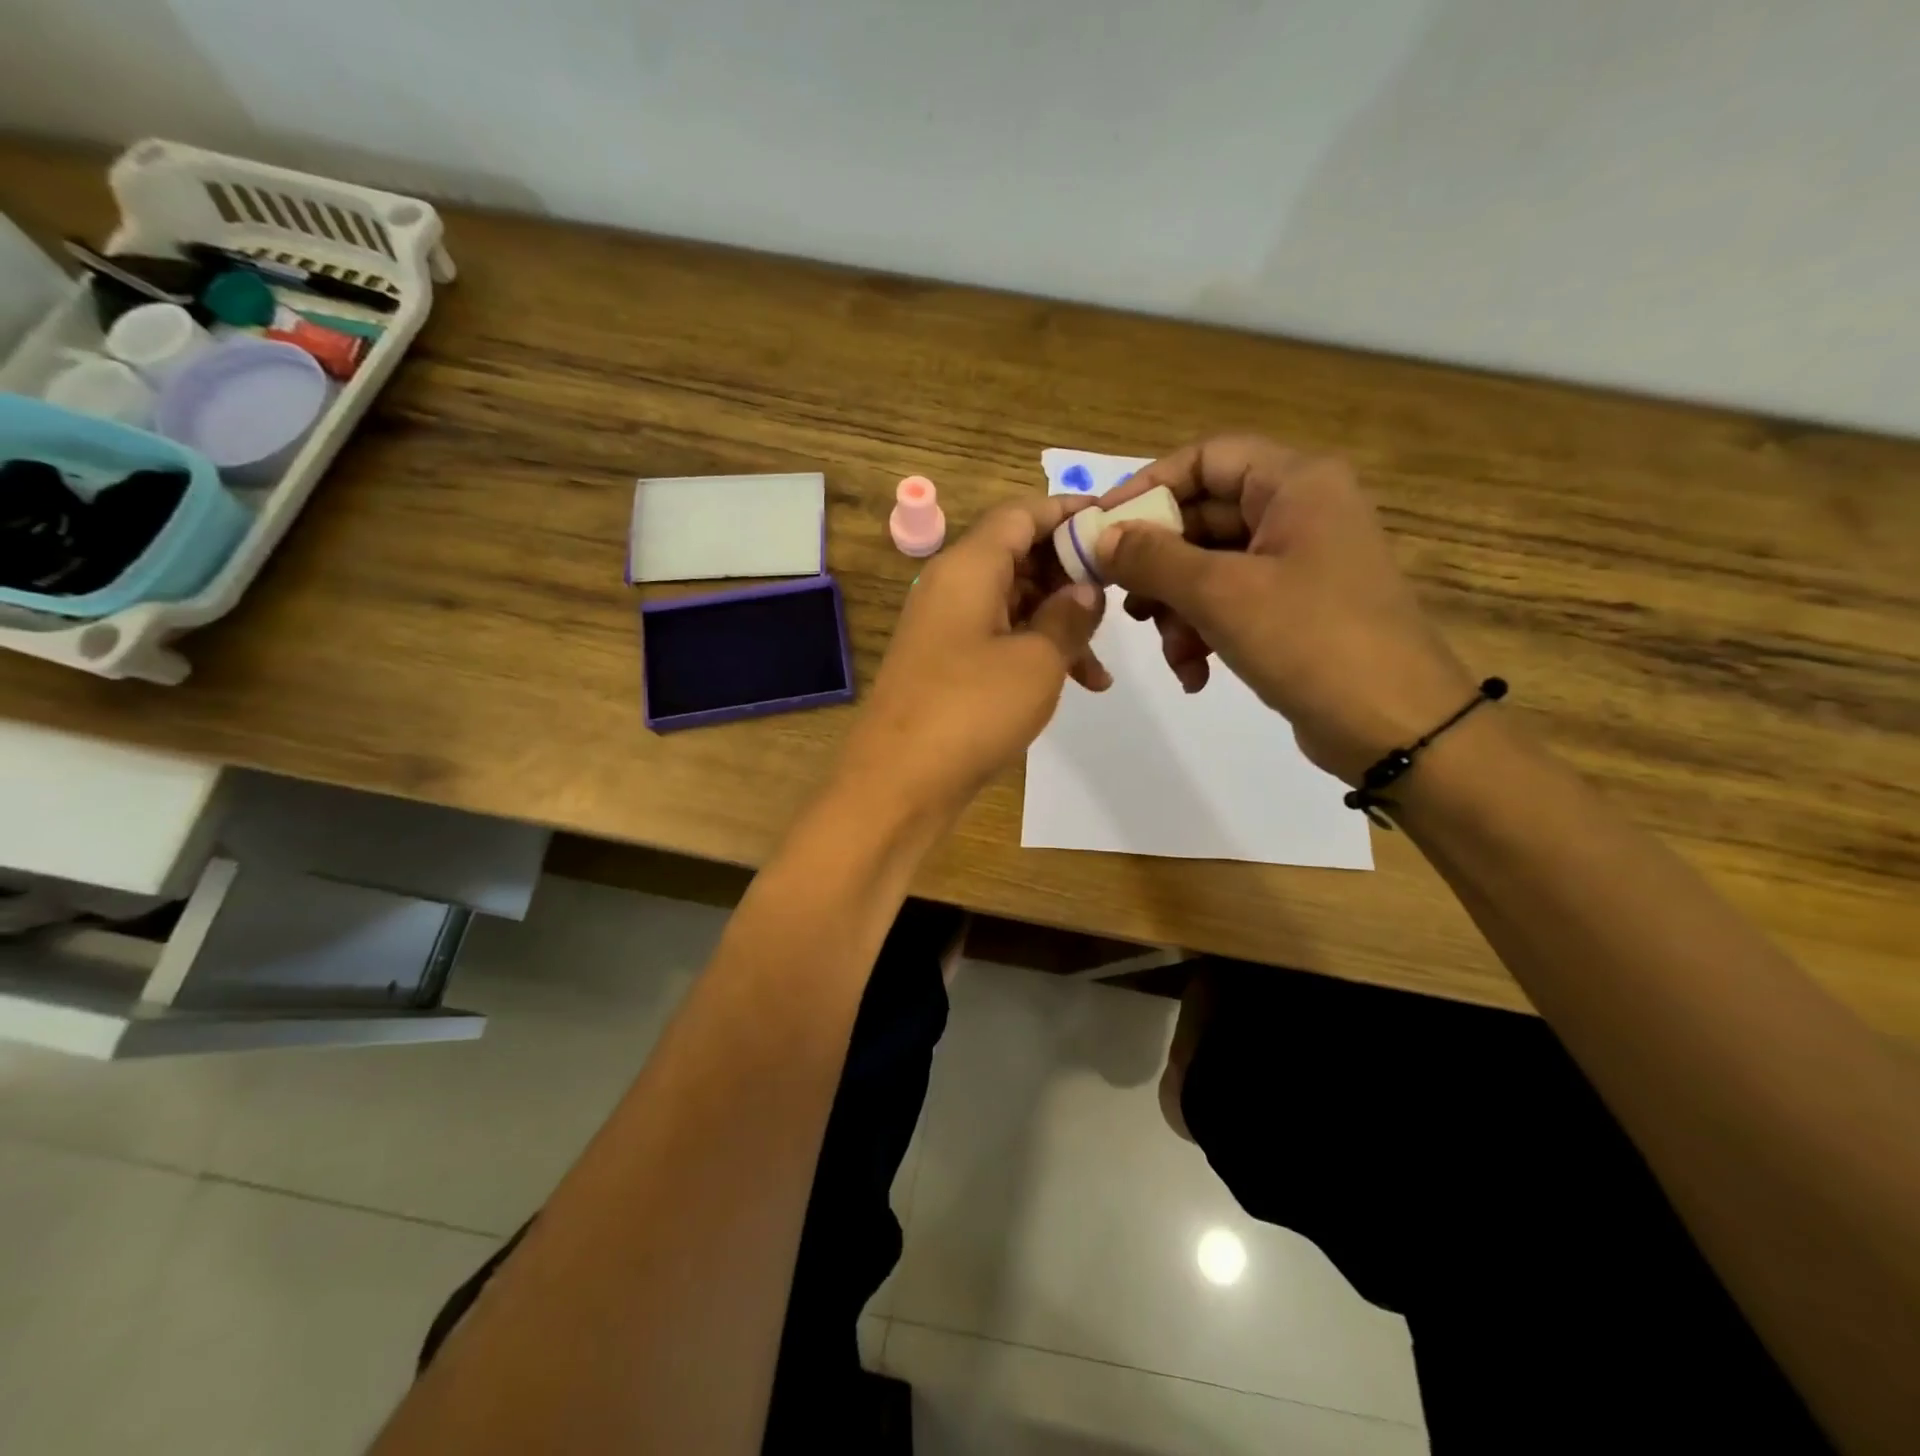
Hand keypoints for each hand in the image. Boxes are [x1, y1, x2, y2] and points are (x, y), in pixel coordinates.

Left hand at [840, 496, 1108, 817]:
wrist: (899, 784)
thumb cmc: (972, 710)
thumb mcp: (1037, 660)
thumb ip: (1069, 615)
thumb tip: (1084, 588)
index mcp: (968, 567)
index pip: (1021, 513)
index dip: (1068, 513)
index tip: (1114, 527)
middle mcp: (952, 587)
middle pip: (1018, 556)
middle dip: (1070, 574)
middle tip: (1118, 598)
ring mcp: (946, 628)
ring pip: (1014, 603)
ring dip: (1060, 623)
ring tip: (1102, 663)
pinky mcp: (947, 665)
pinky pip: (999, 639)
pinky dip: (1036, 652)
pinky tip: (1079, 684)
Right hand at [1095, 435, 1474, 782]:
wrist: (1394, 726)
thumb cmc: (1311, 640)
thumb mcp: (1221, 594)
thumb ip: (1153, 558)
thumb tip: (1101, 536)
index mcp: (1296, 484)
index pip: (1206, 458)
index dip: (1148, 486)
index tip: (1101, 526)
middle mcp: (1299, 513)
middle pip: (1203, 517)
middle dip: (1159, 566)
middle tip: (1122, 600)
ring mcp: (1299, 564)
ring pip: (1210, 568)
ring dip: (1177, 610)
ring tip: (1170, 652)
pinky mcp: (1295, 610)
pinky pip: (1231, 605)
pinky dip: (1204, 635)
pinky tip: (1194, 675)